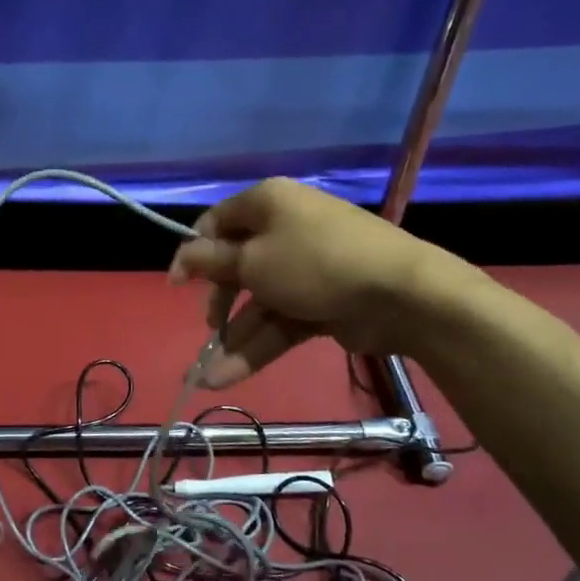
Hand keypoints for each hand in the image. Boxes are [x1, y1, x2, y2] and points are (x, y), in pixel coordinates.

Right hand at [167, 178, 467, 387]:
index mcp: (268, 204)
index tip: (177, 285)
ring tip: (207, 376)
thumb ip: (210, 262)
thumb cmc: (314, 264)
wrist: (402, 295)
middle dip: (219, 302)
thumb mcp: (252, 262)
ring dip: (235, 337)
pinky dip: (258, 346)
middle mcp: (285, 230)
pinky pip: (282, 320)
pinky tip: (229, 376)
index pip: (218, 223)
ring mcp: (306, 268)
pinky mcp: (322, 301)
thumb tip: (181, 256)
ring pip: (259, 302)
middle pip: (238, 266)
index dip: (193, 254)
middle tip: (209, 327)